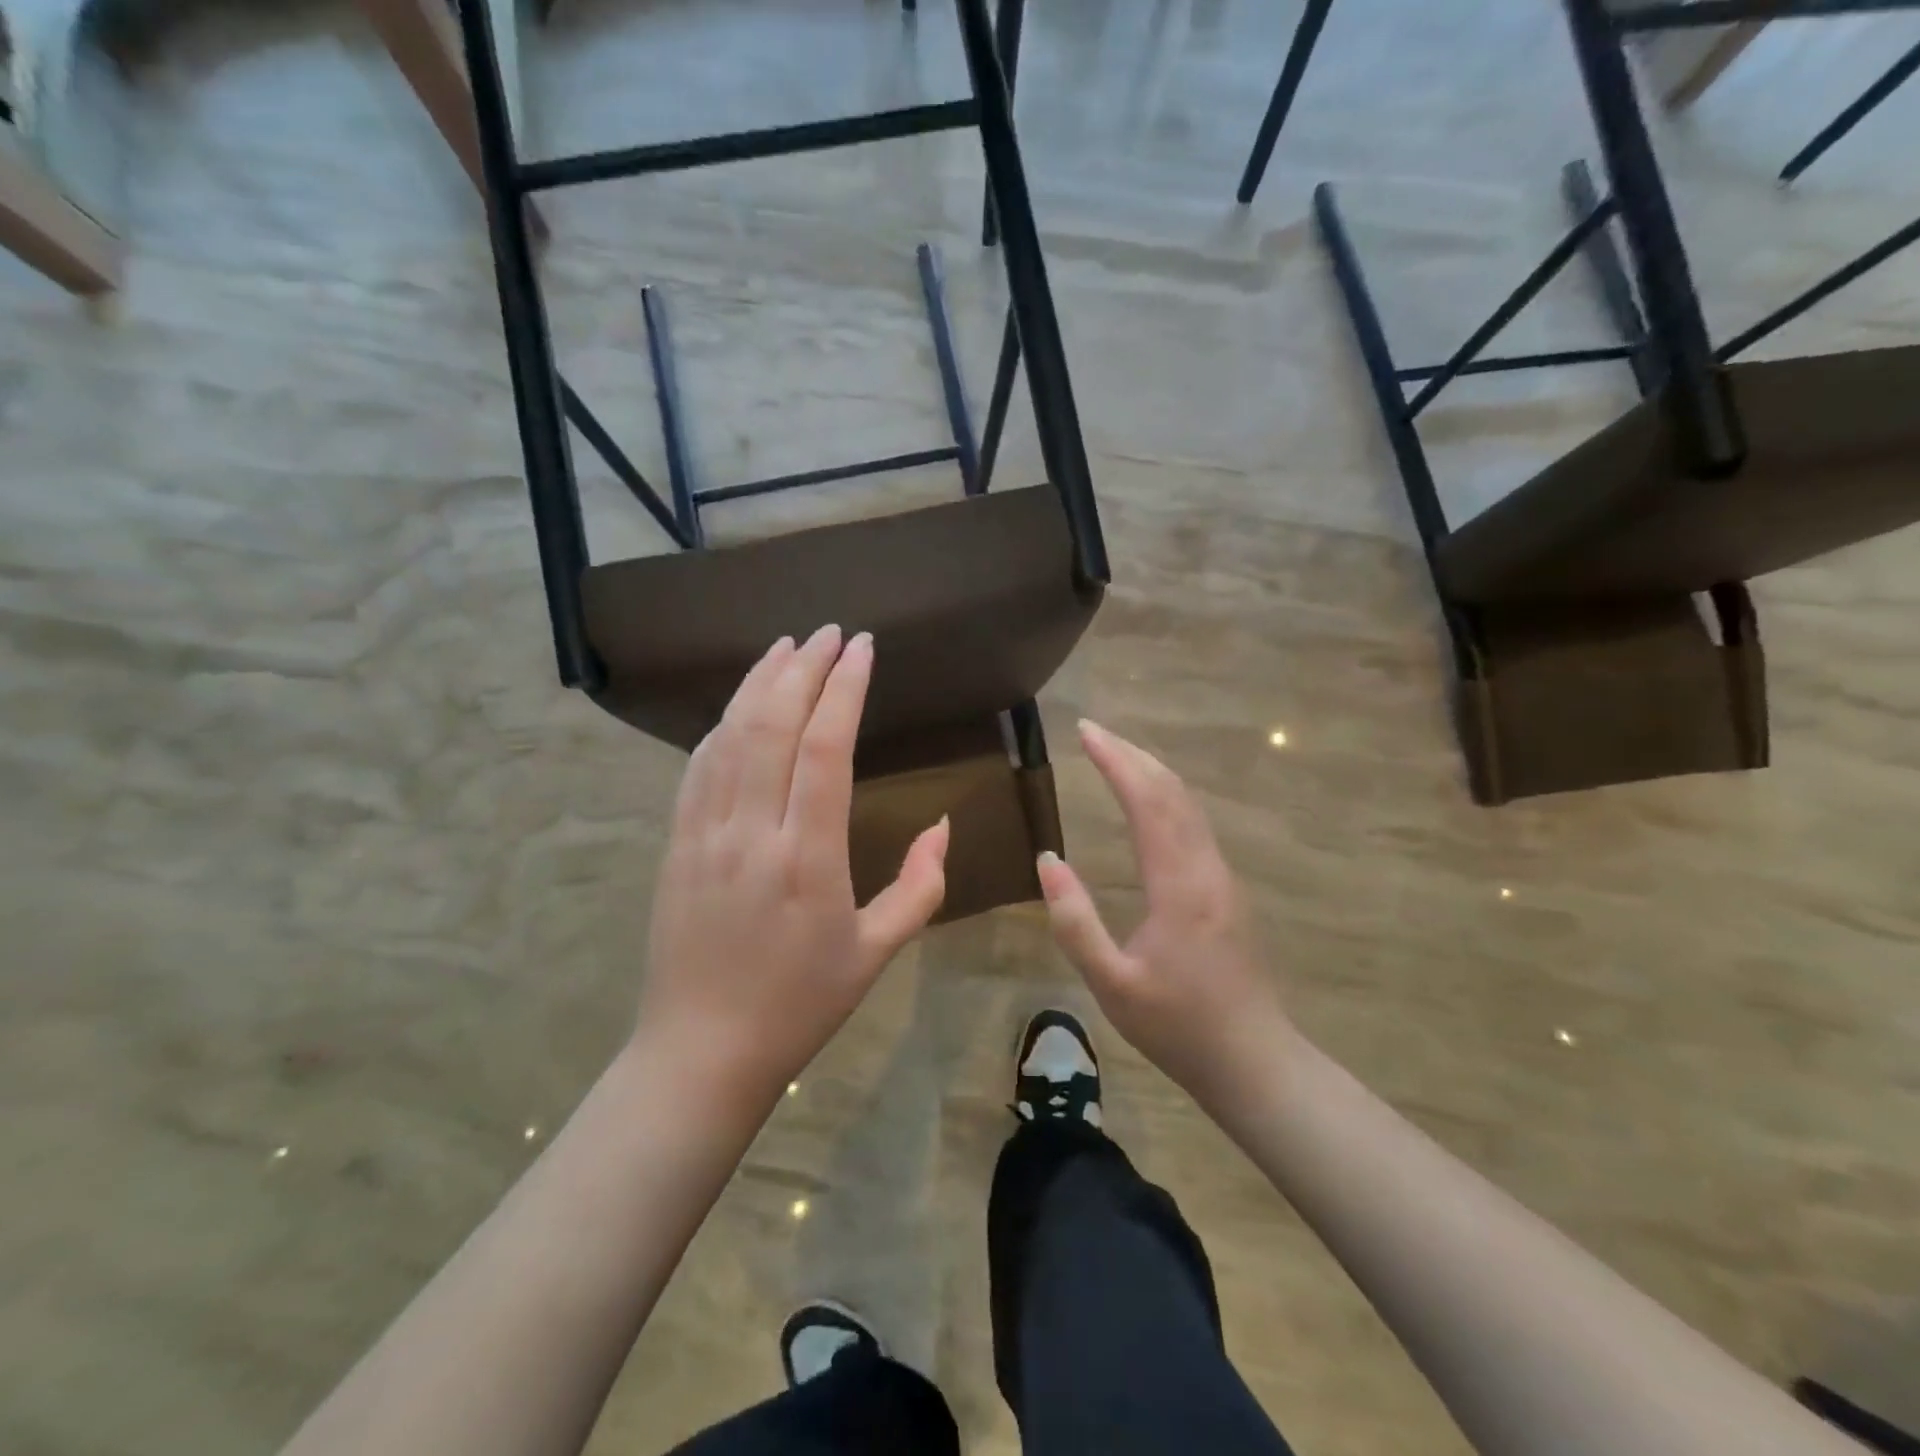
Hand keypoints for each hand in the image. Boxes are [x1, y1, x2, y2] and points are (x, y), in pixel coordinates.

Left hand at [636, 625, 949, 1112]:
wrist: (702, 1052)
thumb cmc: (800, 1005)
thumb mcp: (876, 953)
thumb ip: (920, 887)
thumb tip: (944, 827)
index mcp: (808, 857)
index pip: (824, 747)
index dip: (844, 688)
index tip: (862, 648)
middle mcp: (752, 832)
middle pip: (773, 725)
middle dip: (803, 668)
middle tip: (829, 633)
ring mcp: (705, 835)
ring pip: (730, 736)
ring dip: (758, 683)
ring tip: (785, 646)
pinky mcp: (676, 845)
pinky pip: (698, 768)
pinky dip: (722, 725)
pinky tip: (739, 706)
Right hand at [1036, 720, 1288, 1111]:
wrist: (1253, 1060)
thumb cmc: (1176, 1026)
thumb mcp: (1111, 984)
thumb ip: (1075, 922)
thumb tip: (1048, 861)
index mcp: (1179, 886)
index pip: (1148, 802)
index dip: (1116, 761)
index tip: (1085, 732)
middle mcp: (1206, 869)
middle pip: (1173, 792)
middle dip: (1133, 754)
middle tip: (1093, 731)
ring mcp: (1222, 877)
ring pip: (1189, 805)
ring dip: (1152, 772)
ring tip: (1115, 754)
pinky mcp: (1226, 890)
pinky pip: (1194, 824)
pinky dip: (1166, 796)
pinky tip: (1149, 801)